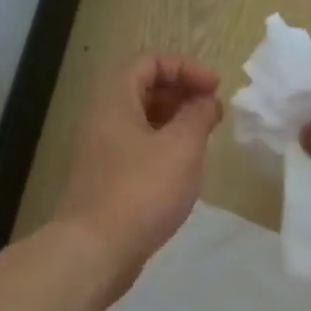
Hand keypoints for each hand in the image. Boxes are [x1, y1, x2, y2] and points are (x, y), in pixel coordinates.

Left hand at [54, 54, 221, 283]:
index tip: (215, 89)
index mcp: (115, 100)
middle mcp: (102, 119)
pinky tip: (184, 169)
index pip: (148, 61)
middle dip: (182, 93)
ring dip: (175, 122)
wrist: (96, 249)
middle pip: (143, 89)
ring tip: (204, 140)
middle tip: (213, 113)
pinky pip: (138, 149)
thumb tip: (206, 101)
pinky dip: (164, 148)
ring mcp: (102, 151)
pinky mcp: (107, 180)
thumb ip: (198, 115)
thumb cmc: (142, 190)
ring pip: (141, 121)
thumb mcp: (182, 147)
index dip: (185, 67)